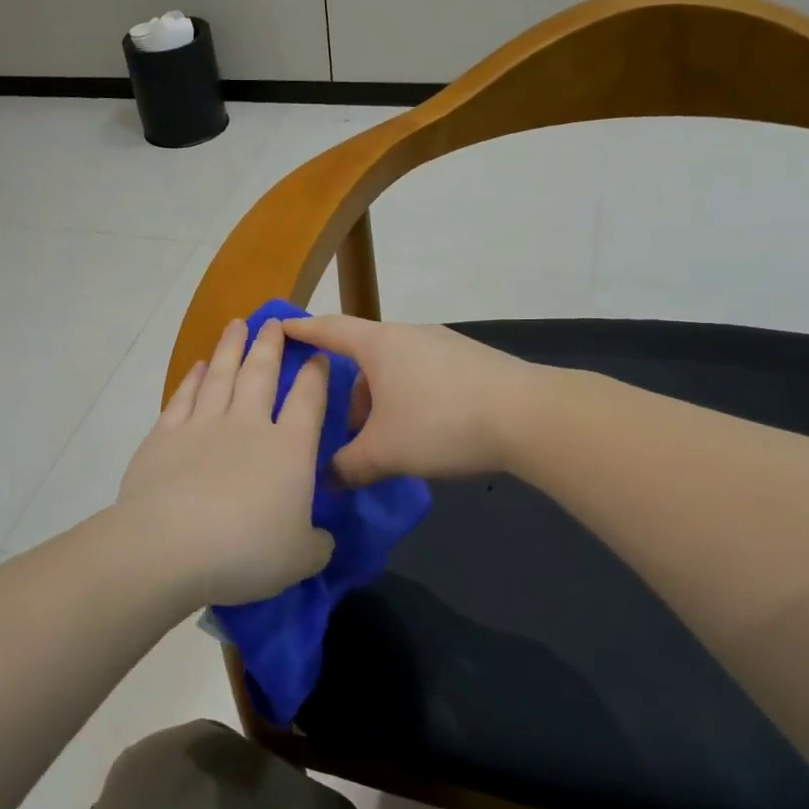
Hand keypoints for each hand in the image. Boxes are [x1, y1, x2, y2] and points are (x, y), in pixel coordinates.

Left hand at [116, 317, 334, 607]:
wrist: (170, 545)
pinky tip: (198, 367)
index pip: (308, 400)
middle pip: (261, 374)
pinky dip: (192, 379)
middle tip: (273, 321)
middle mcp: (247, 426)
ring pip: (221, 376)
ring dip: (230, 348)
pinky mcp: (164, 436)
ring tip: (236, 325)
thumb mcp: (300, 557)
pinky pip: (183, 398)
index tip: (317, 354)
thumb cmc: (246, 551)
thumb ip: (316, 543)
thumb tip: (321, 538)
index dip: (315, 375)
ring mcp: (202, 426)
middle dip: (269, 345)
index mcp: (288, 449)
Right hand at [280, 315, 539, 485]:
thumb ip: (348, 467)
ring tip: (386, 437)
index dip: (302, 329)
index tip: (280, 328)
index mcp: (379, 344)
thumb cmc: (441, 423)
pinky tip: (425, 431)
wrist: (529, 416)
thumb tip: (327, 481)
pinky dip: (411, 397)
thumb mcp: (384, 452)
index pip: (329, 329)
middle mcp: (409, 334)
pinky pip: (425, 374)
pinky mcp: (472, 361)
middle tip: (344, 425)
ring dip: (382, 397)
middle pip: (365, 354)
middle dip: (349, 389)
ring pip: (397, 367)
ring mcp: (444, 344)